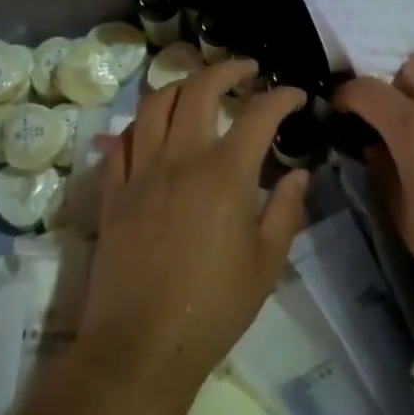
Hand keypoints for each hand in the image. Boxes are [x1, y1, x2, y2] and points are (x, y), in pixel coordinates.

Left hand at [78, 59, 310, 403]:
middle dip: (226, 70)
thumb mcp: (267, 263)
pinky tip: (154, 130)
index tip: (295, 95)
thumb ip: (286, 210)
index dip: (281, 97)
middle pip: (198, 90)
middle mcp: (180, 159)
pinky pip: (123, 141)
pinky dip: (143, 124)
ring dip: (180, 86)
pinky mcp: (114, 192)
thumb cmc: (215, 307)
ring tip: (198, 88)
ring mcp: (140, 173)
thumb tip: (299, 175)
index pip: (258, 115)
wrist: (141, 345)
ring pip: (154, 105)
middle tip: (245, 70)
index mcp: (225, 174)